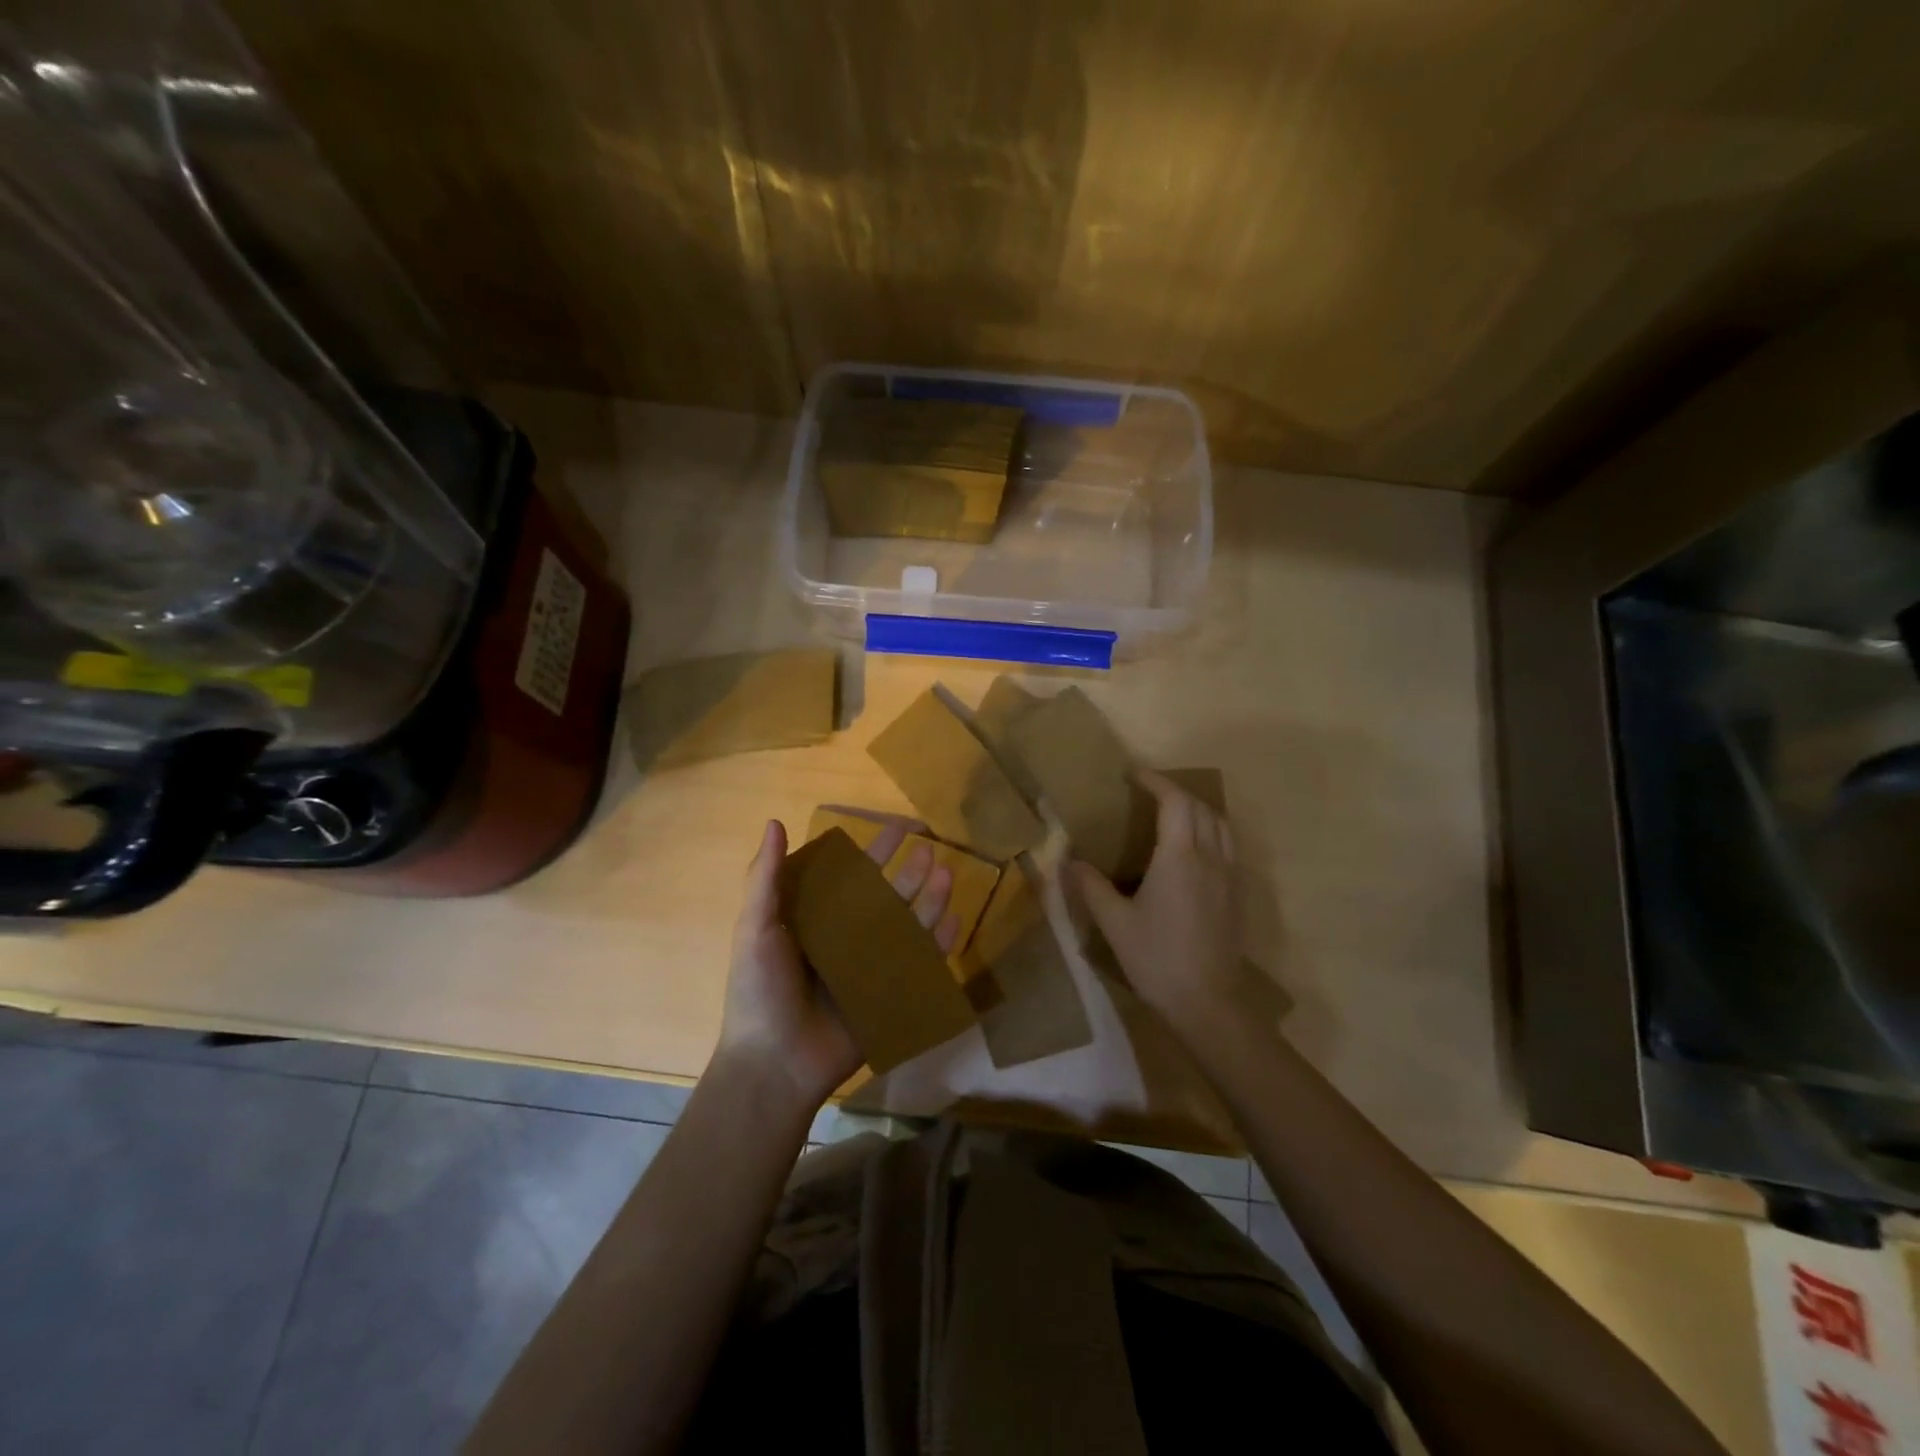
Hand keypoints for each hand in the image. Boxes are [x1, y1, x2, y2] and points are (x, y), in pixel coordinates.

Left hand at [716, 818, 961, 1114]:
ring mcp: (871, 967)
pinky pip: (921, 965)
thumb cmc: (759, 992)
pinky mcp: (890, 995)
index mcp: (816, 918)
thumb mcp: (755, 929)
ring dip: (928, 900)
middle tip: (929, 847)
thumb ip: (766, 878)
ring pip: (908, 926)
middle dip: (908, 871)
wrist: (775, 1064)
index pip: (851, 874)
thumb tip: (774, 822)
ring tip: (946, 875)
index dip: (873, 849)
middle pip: (886, 897)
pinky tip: (956, 921)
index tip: (898, 826)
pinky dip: (939, 944)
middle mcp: (847, 937)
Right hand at [1070, 770, 1251, 1037]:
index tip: (1134, 775)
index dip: (1156, 782)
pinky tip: (1193, 852)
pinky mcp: (1237, 895)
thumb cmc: (1157, 958)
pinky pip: (1228, 847)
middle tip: (1148, 793)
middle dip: (1175, 792)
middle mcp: (1210, 857)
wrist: (1208, 1002)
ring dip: (1197, 809)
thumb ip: (1090, 886)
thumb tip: (1067, 860)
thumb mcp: (1115, 922)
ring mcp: (1229, 876)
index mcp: (1180, 857)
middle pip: (1200, 807)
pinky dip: (1211, 832)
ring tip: (1173, 815)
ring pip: (1221, 825)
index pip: (1175, 801)